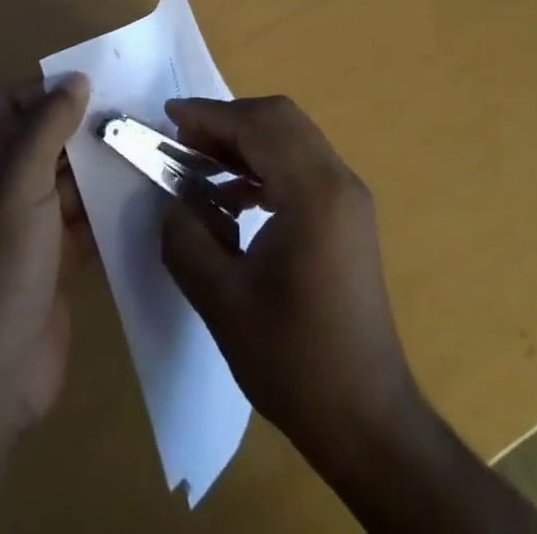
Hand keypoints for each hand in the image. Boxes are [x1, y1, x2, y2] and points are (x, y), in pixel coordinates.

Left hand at [0, 76, 94, 533]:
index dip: (48, 93)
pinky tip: (138, 191)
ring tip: (141, 147)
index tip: (99, 87)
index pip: (5, 103)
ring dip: (95, 169)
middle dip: (79, 131)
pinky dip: (101, 207)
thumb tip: (76, 77)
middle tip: (129, 115)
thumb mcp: (18, 179)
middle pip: (35, 139)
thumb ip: (48, 122)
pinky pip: (74, 217)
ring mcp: (11, 224)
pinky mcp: (41, 257)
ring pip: (59, 178)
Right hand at [159, 96, 419, 466]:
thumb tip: (172, 198)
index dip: (209, 115)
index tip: (168, 117)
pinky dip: (265, 163)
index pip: (258, 125)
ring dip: (245, 140)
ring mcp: (349, 197)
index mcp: (314, 194)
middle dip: (227, 121)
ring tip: (201, 165)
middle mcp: (338, 181)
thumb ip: (187, 237)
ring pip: (292, 137)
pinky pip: (302, 163)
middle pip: (279, 119)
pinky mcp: (348, 215)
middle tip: (183, 141)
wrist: (368, 421)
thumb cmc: (295, 363)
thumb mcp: (222, 302)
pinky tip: (235, 197)